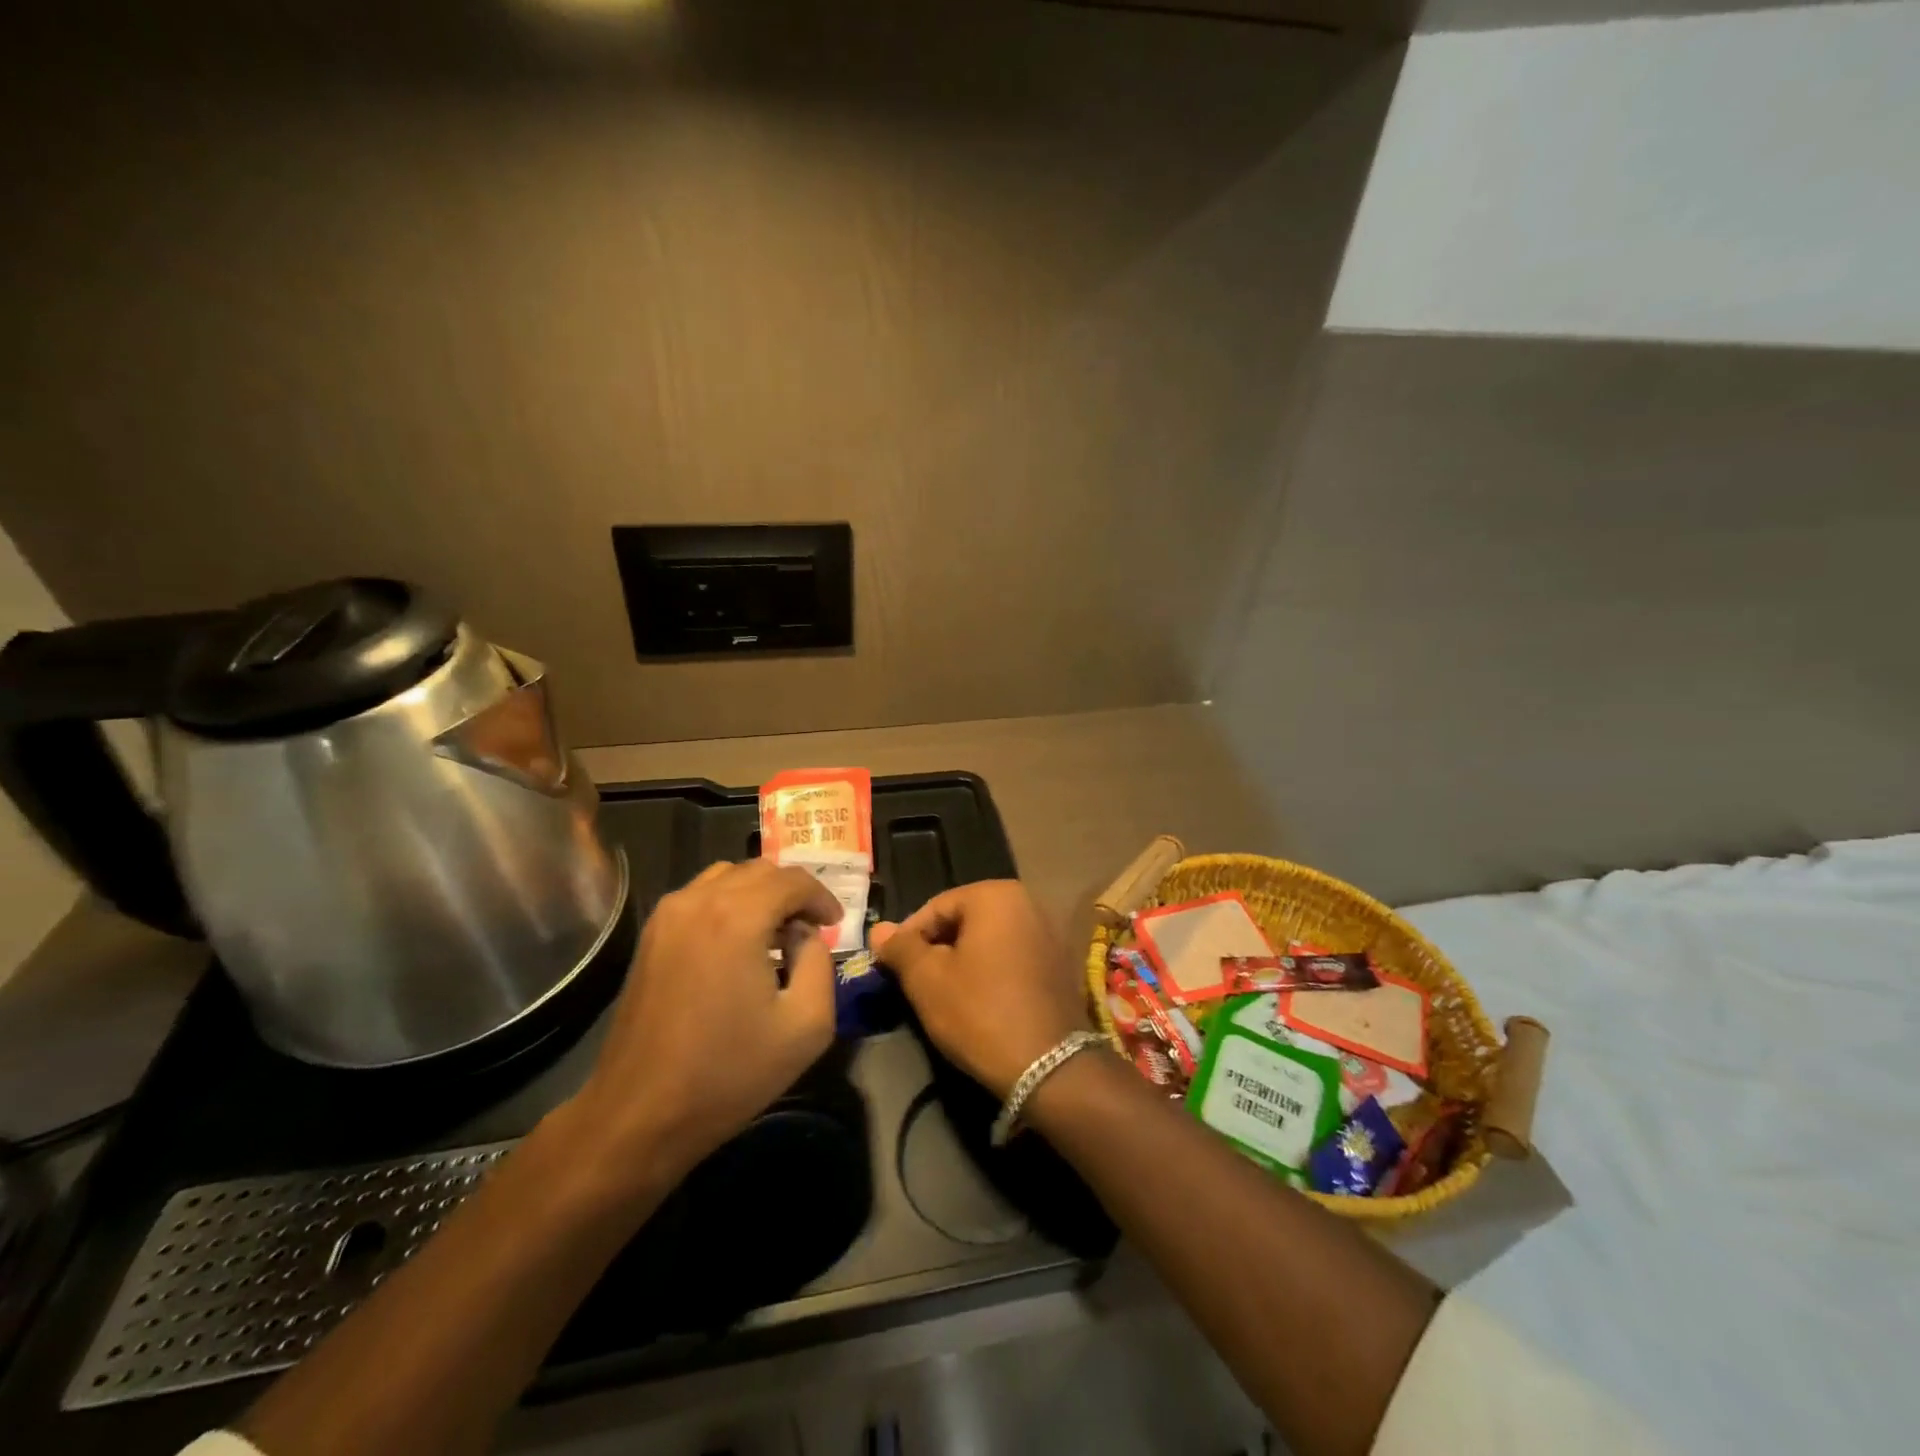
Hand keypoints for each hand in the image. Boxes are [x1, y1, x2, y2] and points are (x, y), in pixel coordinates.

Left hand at [569, 860, 840, 1185]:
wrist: (640, 1113)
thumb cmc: (729, 1072)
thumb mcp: (807, 1025)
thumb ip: (820, 963)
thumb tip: (804, 936)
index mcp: (738, 917)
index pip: (793, 879)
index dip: (822, 897)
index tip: (835, 924)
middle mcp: (699, 901)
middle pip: (761, 870)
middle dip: (793, 893)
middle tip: (810, 930)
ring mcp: (668, 915)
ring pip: (728, 877)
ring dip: (760, 894)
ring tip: (776, 934)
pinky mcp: (651, 935)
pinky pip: (701, 897)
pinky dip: (730, 904)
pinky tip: (738, 945)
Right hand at [872, 880, 1091, 1098]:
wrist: (1049, 1067)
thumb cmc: (980, 1012)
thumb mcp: (927, 980)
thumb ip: (900, 948)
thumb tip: (879, 930)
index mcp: (996, 895)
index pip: (935, 907)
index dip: (908, 938)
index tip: (892, 969)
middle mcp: (1028, 902)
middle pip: (965, 921)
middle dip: (937, 949)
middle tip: (916, 984)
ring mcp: (1049, 932)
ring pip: (989, 941)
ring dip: (964, 962)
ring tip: (944, 996)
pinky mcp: (1060, 963)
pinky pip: (1013, 957)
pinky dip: (991, 972)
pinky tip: (980, 1002)